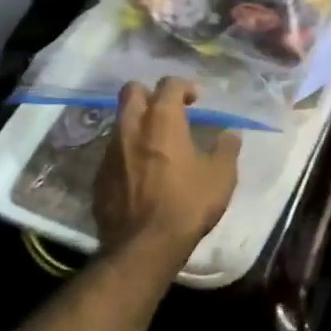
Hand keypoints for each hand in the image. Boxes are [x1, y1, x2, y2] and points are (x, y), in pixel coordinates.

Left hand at [93, 77, 241, 266]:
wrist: (142, 246)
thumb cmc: (186, 205)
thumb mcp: (221, 178)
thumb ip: (226, 149)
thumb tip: (231, 133)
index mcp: (161, 120)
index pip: (168, 84)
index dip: (183, 87)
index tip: (195, 101)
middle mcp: (131, 126)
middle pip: (132, 91)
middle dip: (149, 94)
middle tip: (167, 112)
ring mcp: (110, 150)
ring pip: (120, 122)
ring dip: (136, 124)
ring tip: (154, 144)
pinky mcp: (99, 175)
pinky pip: (112, 152)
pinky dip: (126, 153)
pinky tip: (140, 173)